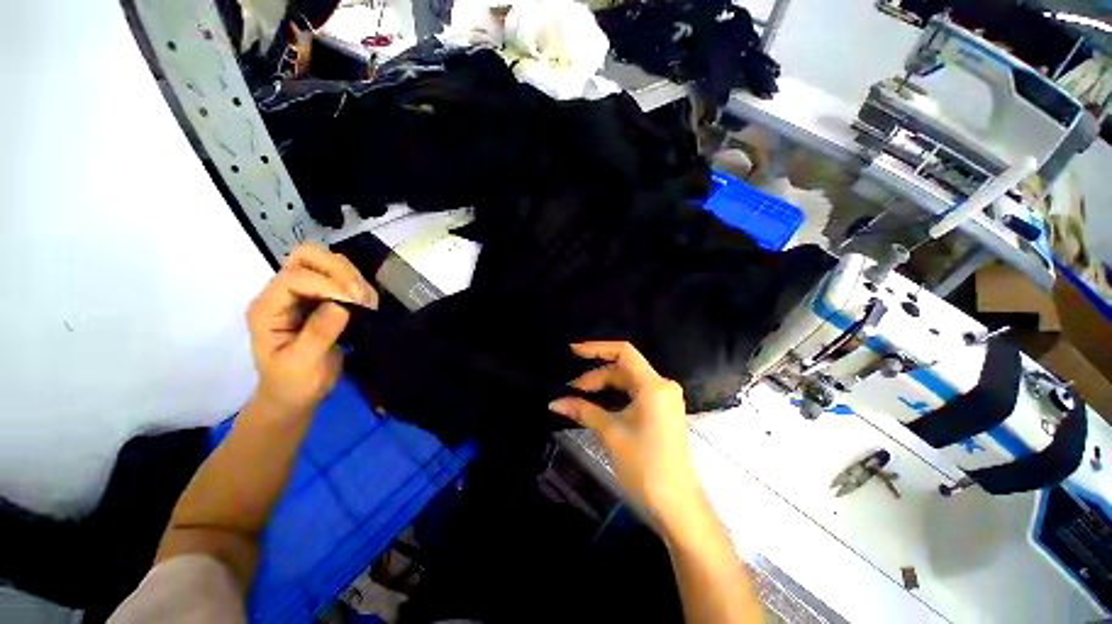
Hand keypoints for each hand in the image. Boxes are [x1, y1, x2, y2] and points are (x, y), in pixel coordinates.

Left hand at [246, 244, 377, 418]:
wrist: (296, 395)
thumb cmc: (293, 383)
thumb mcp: (302, 364)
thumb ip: (318, 334)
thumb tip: (341, 306)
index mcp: (268, 308)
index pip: (295, 277)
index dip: (327, 284)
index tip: (355, 303)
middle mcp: (283, 293)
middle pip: (307, 256)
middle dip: (338, 270)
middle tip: (360, 295)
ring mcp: (303, 294)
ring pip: (328, 262)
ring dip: (352, 277)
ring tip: (367, 303)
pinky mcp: (322, 299)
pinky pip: (343, 278)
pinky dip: (359, 285)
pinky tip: (367, 305)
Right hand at [549, 342, 700, 524]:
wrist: (677, 505)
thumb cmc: (644, 465)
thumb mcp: (611, 433)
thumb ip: (583, 411)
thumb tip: (555, 402)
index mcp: (653, 386)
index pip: (624, 352)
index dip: (597, 348)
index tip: (574, 351)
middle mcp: (662, 386)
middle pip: (623, 369)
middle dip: (596, 377)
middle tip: (571, 391)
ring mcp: (664, 399)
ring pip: (628, 382)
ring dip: (604, 387)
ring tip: (580, 399)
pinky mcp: (662, 412)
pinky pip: (635, 394)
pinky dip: (615, 397)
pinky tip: (598, 405)